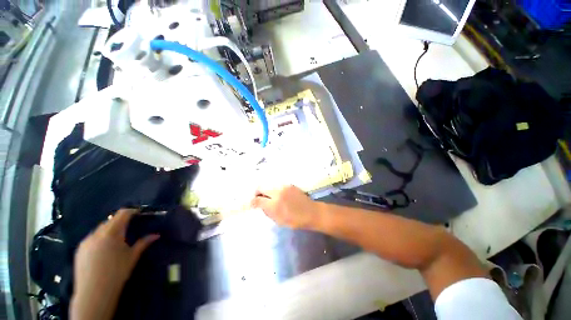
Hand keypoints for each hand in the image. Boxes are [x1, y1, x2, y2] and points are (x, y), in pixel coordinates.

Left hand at [71, 209, 158, 319]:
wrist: (93, 293)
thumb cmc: (117, 272)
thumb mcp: (133, 257)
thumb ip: (144, 243)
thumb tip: (157, 235)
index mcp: (112, 232)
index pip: (122, 214)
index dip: (132, 211)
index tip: (139, 213)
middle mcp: (97, 233)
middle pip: (110, 220)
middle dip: (120, 221)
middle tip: (129, 228)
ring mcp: (86, 241)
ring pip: (100, 229)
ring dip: (109, 229)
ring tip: (116, 240)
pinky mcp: (79, 249)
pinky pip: (92, 237)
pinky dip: (100, 238)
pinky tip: (103, 249)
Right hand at [251, 185, 319, 228]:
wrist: (311, 212)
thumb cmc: (295, 221)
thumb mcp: (279, 221)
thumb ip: (267, 211)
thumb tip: (259, 205)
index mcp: (274, 205)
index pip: (257, 200)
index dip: (252, 202)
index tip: (252, 204)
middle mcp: (277, 193)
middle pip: (260, 187)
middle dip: (257, 192)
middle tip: (259, 198)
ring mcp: (284, 186)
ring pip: (268, 184)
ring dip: (266, 190)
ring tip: (268, 196)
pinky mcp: (289, 184)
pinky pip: (277, 185)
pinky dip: (274, 189)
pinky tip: (277, 194)